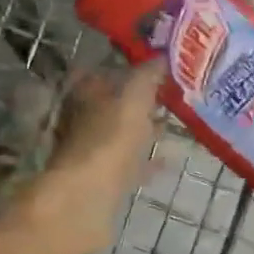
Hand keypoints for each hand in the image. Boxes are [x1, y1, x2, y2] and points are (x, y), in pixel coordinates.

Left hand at [21, 60, 165, 253]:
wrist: (86, 198)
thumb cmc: (109, 139)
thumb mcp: (135, 98)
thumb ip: (148, 76)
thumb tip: (162, 55)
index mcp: (84, 93)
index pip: (103, 71)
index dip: (128, 68)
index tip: (157, 68)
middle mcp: (82, 119)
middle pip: (112, 104)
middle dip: (139, 101)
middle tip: (170, 97)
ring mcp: (90, 151)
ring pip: (121, 134)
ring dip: (143, 131)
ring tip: (171, 127)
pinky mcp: (101, 180)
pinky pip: (129, 164)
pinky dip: (146, 161)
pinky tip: (167, 161)